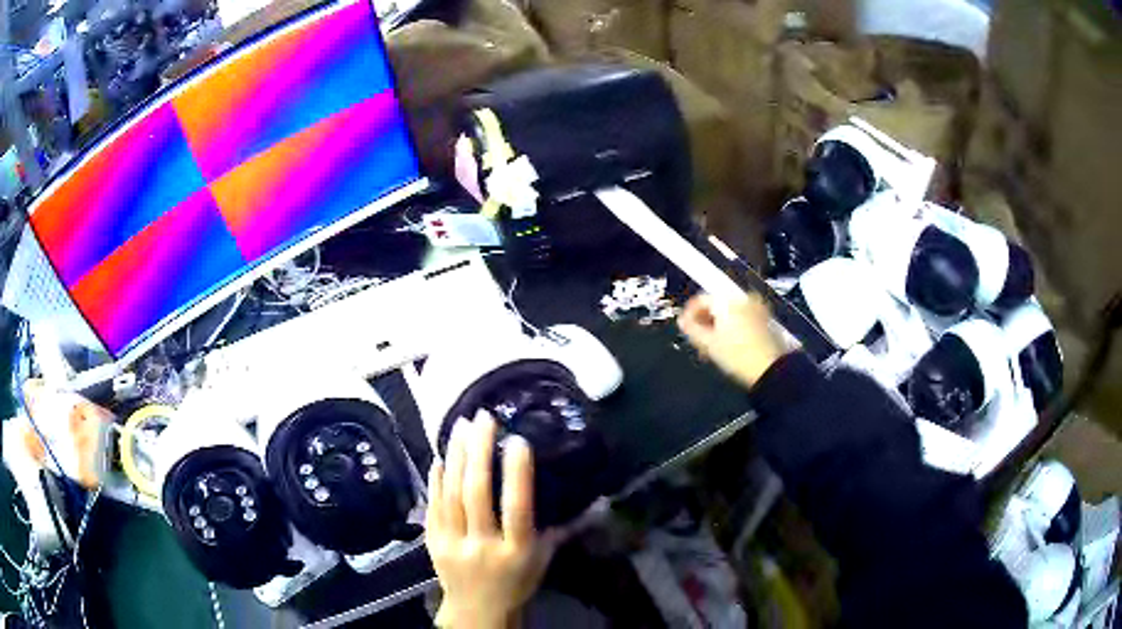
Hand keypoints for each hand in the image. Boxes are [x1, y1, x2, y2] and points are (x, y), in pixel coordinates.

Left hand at [427, 412, 554, 628]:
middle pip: (477, 495)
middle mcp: (483, 546)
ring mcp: (453, 544)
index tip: (517, 439)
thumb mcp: (545, 559)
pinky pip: (432, 507)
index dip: (517, 474)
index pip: (517, 509)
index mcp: (516, 551)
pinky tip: (440, 456)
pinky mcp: (432, 543)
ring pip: (451, 495)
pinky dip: (435, 480)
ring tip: (462, 426)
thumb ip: (566, 529)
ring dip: (456, 457)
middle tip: (484, 418)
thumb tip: (601, 502)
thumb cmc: (517, 582)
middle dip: (480, 453)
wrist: (477, 611)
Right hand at [678, 293, 789, 388]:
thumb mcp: (708, 344)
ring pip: (728, 312)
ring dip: (717, 325)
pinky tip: (726, 343)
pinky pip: (741, 317)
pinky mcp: (764, 319)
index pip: (701, 299)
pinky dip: (731, 327)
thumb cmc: (740, 356)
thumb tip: (683, 322)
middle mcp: (743, 299)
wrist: (768, 369)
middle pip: (716, 305)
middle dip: (704, 321)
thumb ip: (691, 329)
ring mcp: (756, 308)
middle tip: (697, 338)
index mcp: (728, 300)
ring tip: (711, 345)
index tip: (684, 326)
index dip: (689, 314)